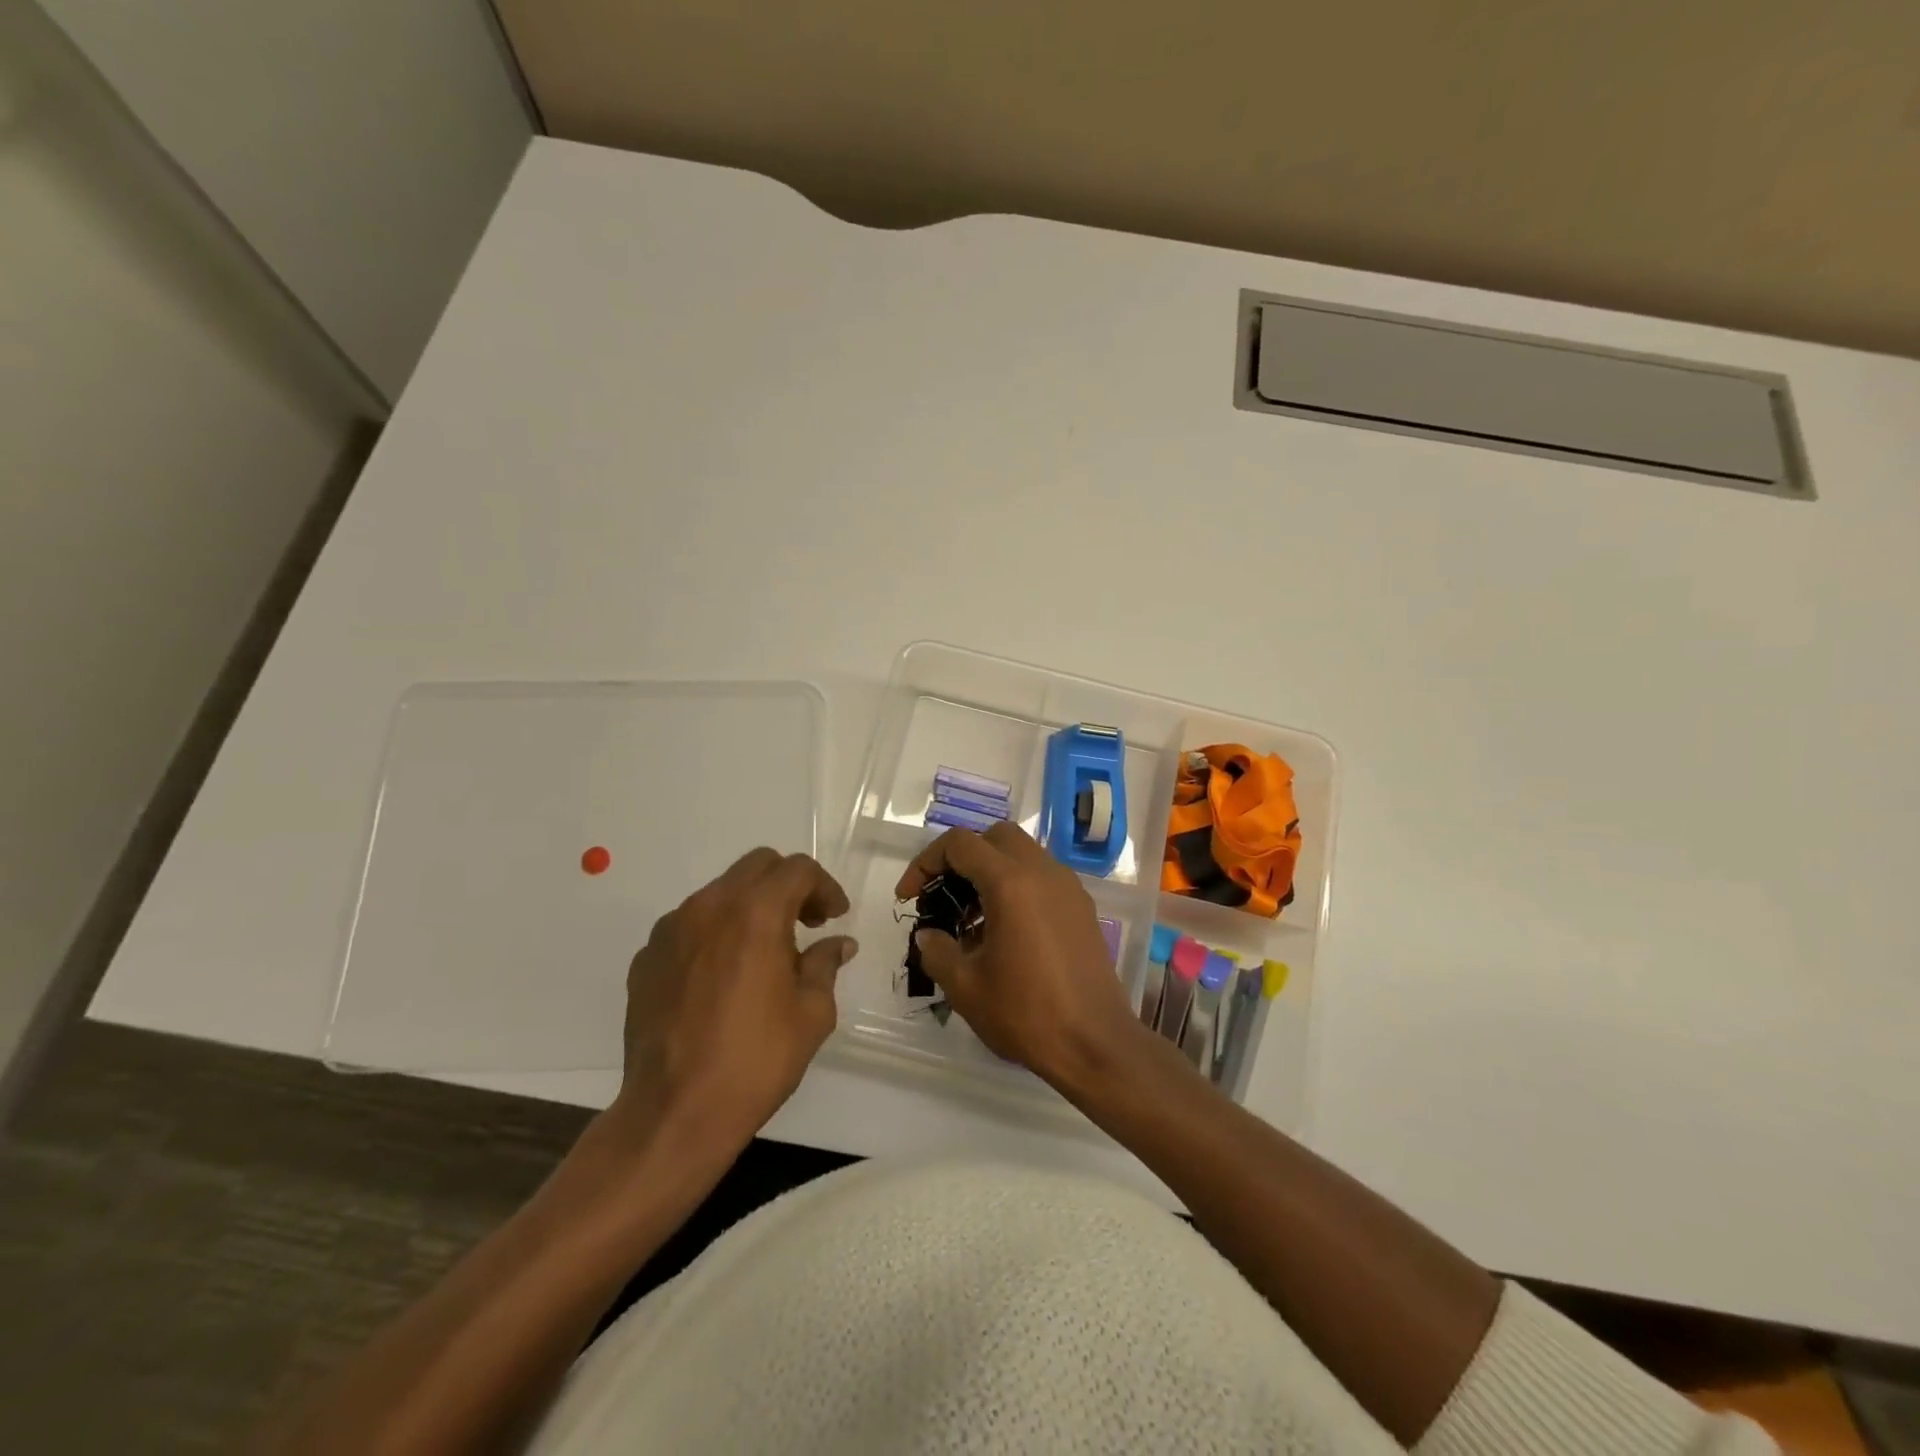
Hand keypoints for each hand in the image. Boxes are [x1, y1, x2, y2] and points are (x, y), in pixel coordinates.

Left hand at [614, 849, 855, 1150]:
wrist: (675, 1112)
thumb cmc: (755, 1060)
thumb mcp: (811, 1013)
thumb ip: (825, 964)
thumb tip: (838, 944)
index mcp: (755, 913)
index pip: (797, 869)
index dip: (824, 886)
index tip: (835, 917)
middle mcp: (709, 907)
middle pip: (756, 866)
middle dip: (788, 885)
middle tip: (806, 922)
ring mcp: (670, 930)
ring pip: (720, 892)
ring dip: (750, 906)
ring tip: (764, 951)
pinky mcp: (646, 958)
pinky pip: (689, 926)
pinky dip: (715, 933)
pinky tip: (724, 976)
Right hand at [894, 823, 1139, 1085]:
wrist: (1096, 1044)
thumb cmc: (1026, 1013)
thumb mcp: (965, 986)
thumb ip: (937, 950)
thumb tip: (928, 934)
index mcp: (1011, 882)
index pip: (960, 844)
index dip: (925, 863)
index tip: (909, 897)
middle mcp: (1043, 872)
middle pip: (995, 838)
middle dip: (962, 858)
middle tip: (943, 895)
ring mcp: (1068, 887)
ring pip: (1022, 854)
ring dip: (991, 872)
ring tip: (971, 919)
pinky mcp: (1082, 908)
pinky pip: (1042, 878)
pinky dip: (1017, 887)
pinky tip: (1005, 932)